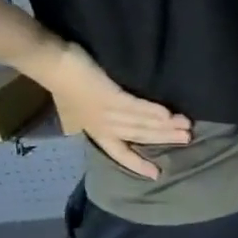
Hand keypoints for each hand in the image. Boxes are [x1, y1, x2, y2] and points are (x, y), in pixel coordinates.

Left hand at [38, 43, 190, 179]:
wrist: (50, 63)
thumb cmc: (65, 81)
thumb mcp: (80, 106)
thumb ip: (101, 116)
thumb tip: (117, 123)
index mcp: (96, 130)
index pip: (120, 153)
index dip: (138, 164)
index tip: (157, 174)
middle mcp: (103, 125)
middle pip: (139, 135)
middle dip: (164, 139)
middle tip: (187, 139)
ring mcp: (106, 111)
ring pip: (140, 123)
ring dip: (165, 127)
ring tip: (186, 126)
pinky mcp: (109, 95)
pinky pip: (135, 107)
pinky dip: (152, 112)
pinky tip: (168, 114)